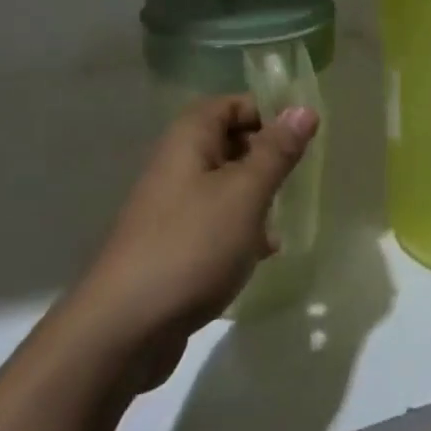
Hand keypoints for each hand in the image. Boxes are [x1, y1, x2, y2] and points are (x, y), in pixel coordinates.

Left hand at [71, 96, 318, 388]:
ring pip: (224, 186)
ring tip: (280, 222)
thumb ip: (276, 152)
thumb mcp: (245, 193)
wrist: (125, 327)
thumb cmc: (192, 245)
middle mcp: (176, 164)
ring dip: (255, 199)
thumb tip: (304, 108)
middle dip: (265, 159)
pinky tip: (259, 255)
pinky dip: (238, 230)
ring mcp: (171, 206)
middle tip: (295, 182)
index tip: (300, 141)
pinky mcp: (172, 244)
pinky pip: (213, 222)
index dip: (266, 115)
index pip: (231, 104)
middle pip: (228, 143)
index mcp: (189, 139)